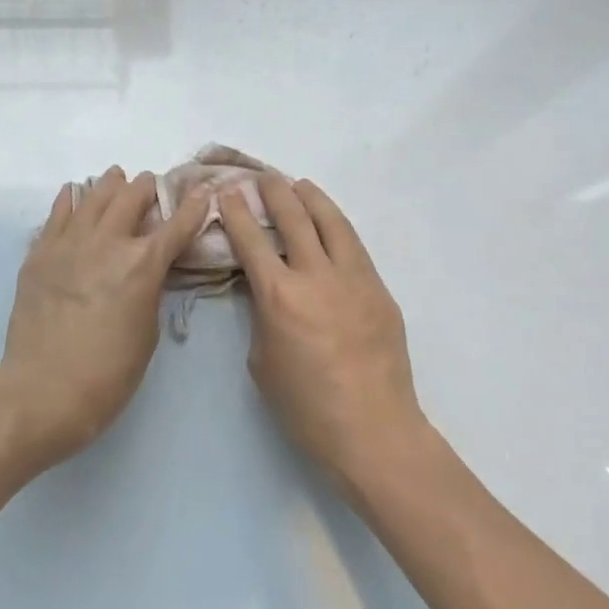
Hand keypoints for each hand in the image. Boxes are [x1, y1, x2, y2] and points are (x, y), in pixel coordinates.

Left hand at [0, 167, 210, 468]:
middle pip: (131, 197)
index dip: (192, 206)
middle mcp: (108, 242)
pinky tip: (73, 193)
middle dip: (147, 187)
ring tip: (115, 178)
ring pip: (93, 196)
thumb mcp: (147, 332)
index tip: (201, 192)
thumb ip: (151, 290)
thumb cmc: (108, 373)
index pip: (176, 225)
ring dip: (109, 185)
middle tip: (150, 185)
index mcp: (143, 264)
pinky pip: (57, 214)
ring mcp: (69, 243)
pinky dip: (70, 199)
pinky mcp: (40, 253)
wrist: (44, 389)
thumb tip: (149, 270)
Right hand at [217, 175, 426, 487]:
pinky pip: (354, 247)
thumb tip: (262, 288)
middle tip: (264, 178)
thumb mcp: (262, 360)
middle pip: (294, 218)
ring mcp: (354, 279)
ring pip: (332, 223)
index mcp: (279, 296)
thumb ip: (260, 315)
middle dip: (275, 192)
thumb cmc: (305, 406)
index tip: (228, 191)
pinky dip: (337, 226)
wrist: (373, 430)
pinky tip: (331, 224)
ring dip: (313, 199)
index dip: (237, 211)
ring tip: (301, 186)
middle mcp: (316, 276)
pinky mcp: (379, 290)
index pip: (252, 239)